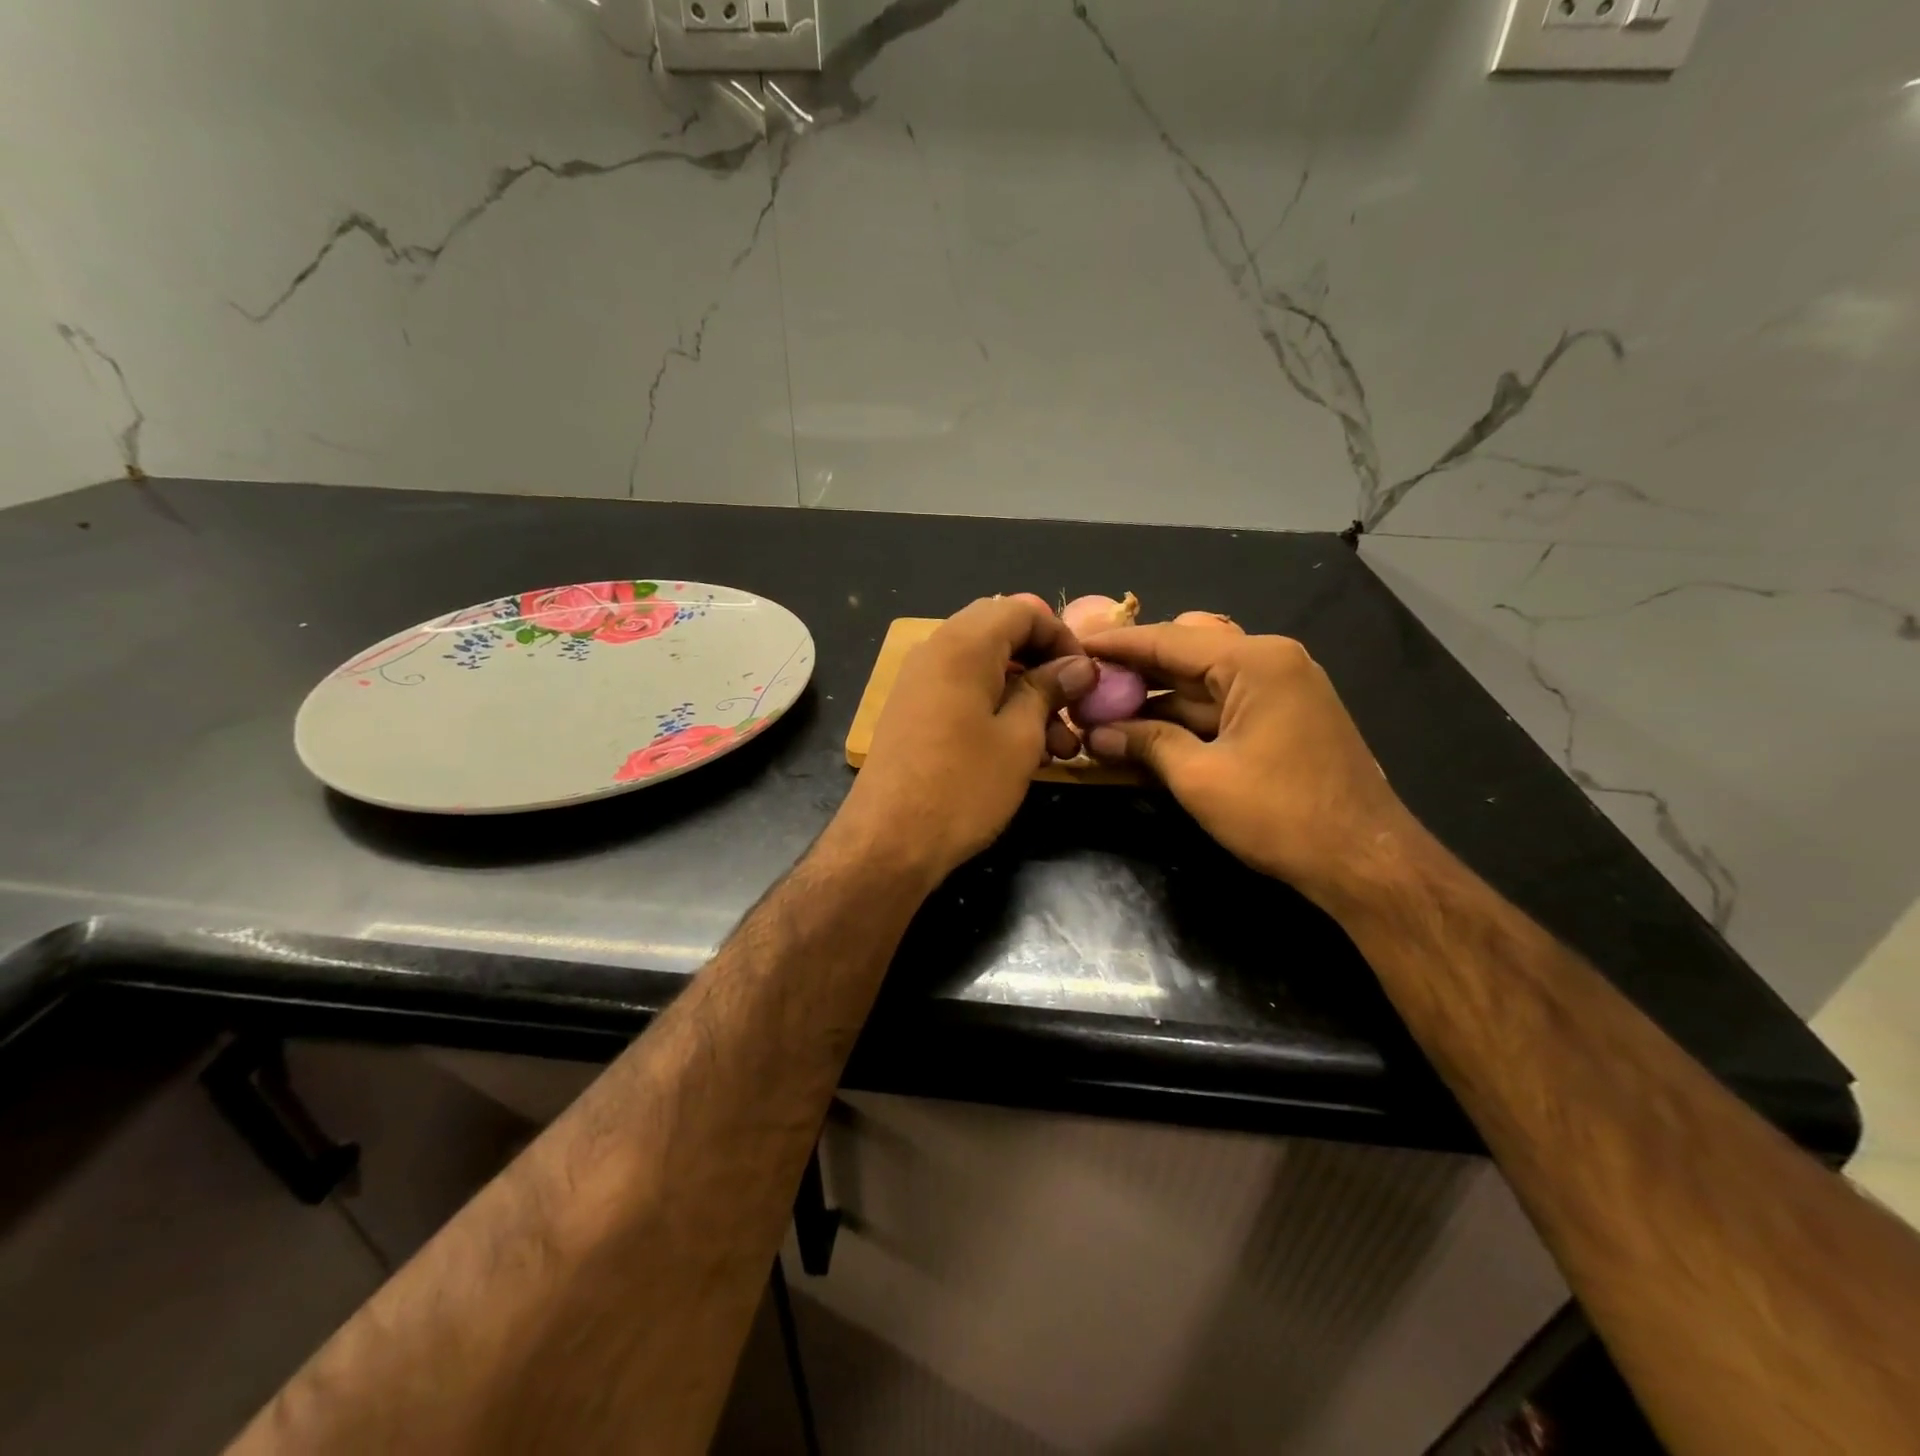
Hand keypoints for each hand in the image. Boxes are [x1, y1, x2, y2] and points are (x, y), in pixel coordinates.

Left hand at [840, 595, 1095, 881]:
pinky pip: (963, 691)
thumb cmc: (963, 786)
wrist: (889, 841)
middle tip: (1072, 705)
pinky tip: (1024, 751)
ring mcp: (919, 682)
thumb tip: (1078, 666)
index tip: (1086, 676)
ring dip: (1026, 694)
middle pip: (1002, 634)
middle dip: (1044, 665)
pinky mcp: (913, 712)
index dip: (1062, 635)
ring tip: (1060, 746)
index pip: (1022, 609)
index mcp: (963, 645)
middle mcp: (936, 650)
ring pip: (985, 667)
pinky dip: (997, 708)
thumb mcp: (1020, 738)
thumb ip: (1048, 690)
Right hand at [1080, 623, 1415, 907]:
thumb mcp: (1200, 778)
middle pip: (1185, 655)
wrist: (1364, 861)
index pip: (1168, 640)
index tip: (1073, 645)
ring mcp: (1280, 690)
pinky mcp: (1282, 718)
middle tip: (1084, 682)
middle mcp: (1270, 662)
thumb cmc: (1281, 814)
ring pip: (1201, 683)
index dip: (1116, 644)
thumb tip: (1094, 734)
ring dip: (1155, 699)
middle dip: (1133, 671)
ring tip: (1102, 710)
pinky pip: (1221, 706)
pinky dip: (1183, 717)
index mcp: (1255, 661)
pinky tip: (1143, 731)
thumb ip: (1146, 744)